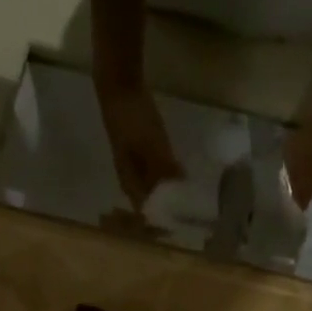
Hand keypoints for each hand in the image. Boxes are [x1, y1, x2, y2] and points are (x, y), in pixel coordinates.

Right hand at [95, 80, 183, 208]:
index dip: (163, 220)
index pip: (147, 213)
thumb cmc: (133, 118)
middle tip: (193, 211)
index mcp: (130, 182)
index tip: (183, 221)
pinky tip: (183, 176)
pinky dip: (169, 179)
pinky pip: (156, 176)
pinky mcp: (141, 154)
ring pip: (154, 191)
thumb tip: (180, 190)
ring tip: (190, 197)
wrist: (119, 89)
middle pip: (151, 204)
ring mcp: (135, 167)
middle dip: (169, 210)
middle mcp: (131, 181)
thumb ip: (164, 168)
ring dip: (170, 195)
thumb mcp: (151, 143)